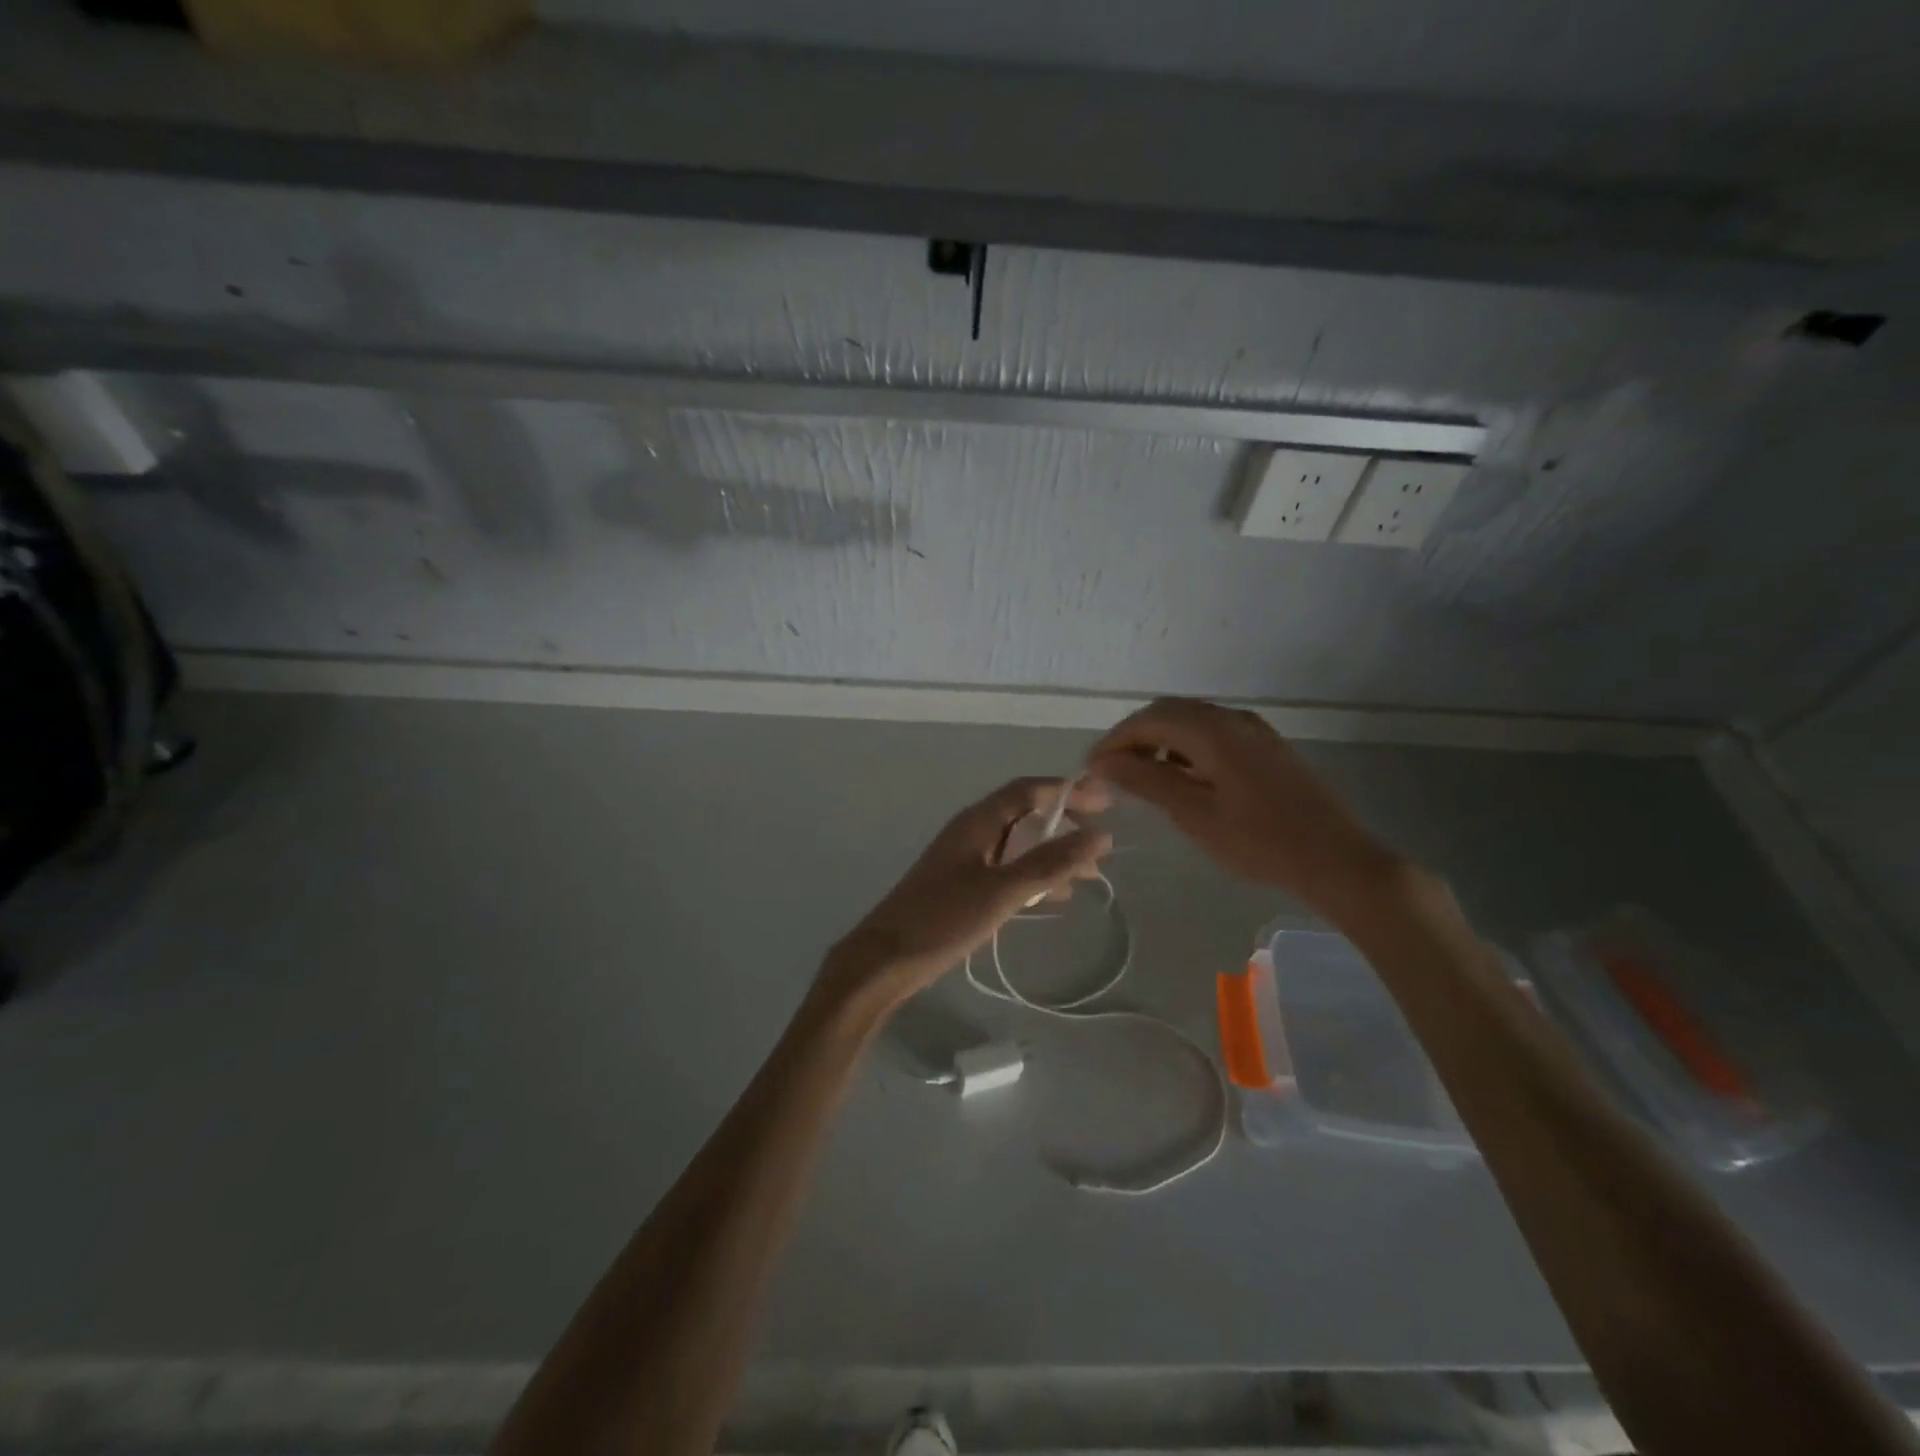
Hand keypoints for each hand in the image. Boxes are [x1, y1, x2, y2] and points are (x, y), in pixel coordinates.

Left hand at [822, 777, 1112, 1008]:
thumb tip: (1101, 834)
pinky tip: (1053, 898)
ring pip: (1017, 846)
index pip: (1028, 790)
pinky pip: (1006, 870)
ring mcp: (964, 860)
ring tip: (1088, 875)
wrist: (885, 960)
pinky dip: (1033, 876)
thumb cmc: (943, 919)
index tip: (1106, 803)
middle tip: (1101, 842)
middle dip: (1064, 824)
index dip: (1067, 791)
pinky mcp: (961, 887)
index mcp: (977, 821)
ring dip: (1052, 854)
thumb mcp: (1004, 890)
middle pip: (1024, 815)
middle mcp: (971, 832)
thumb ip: (1051, 862)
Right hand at [1088, 697, 1397, 906]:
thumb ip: (1147, 781)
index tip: (1091, 768)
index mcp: (1213, 731)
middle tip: (1112, 770)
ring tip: (1142, 775)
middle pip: (1169, 712)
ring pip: (1192, 720)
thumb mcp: (1195, 814)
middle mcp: (1232, 718)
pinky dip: (1186, 745)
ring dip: (1161, 739)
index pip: (1149, 720)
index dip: (1115, 740)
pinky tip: (1183, 776)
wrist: (1335, 858)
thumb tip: (1102, 761)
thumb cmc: (1259, 841)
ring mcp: (1253, 729)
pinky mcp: (1266, 745)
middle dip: (1135, 736)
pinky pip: (1214, 731)